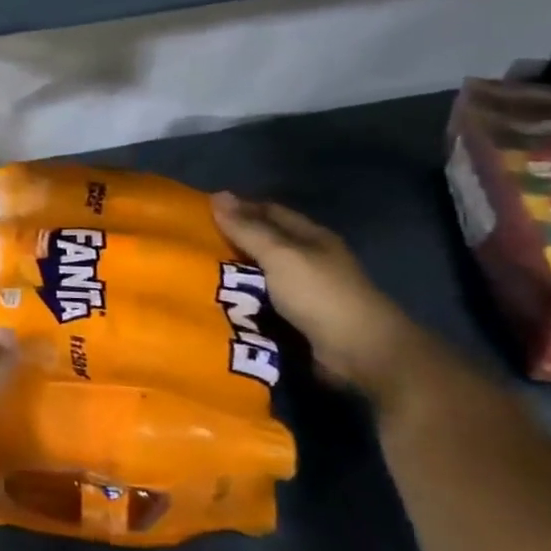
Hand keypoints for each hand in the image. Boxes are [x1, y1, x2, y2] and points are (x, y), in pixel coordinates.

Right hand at [212, 192, 439, 404]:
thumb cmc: (320, 295)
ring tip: (193, 275)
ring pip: (259, 277)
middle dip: (230, 244)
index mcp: (310, 237)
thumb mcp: (280, 255)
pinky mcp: (298, 322)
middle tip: (188, 246)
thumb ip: (247, 228)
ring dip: (232, 278)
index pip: (268, 211)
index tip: (200, 213)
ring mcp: (304, 293)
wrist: (362, 354)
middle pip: (263, 244)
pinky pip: (261, 305)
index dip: (238, 208)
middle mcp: (308, 260)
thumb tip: (217, 195)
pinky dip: (241, 304)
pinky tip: (215, 304)